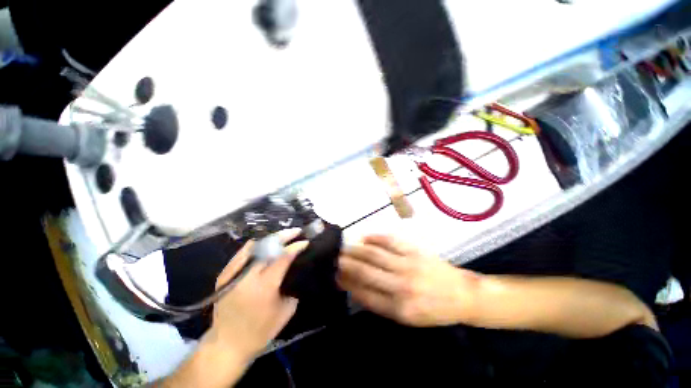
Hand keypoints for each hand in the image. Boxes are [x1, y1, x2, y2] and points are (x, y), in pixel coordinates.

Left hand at [204, 230, 307, 360]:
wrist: (227, 344)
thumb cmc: (260, 332)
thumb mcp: (286, 312)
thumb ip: (293, 287)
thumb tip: (297, 270)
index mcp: (265, 286)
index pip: (283, 257)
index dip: (295, 247)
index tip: (305, 242)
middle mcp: (248, 276)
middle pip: (269, 247)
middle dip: (285, 236)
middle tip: (297, 231)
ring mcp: (234, 273)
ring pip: (256, 246)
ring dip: (272, 239)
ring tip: (284, 235)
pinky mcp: (225, 275)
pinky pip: (243, 253)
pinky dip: (256, 245)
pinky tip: (265, 242)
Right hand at [337, 235, 480, 326]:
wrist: (462, 295)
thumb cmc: (433, 310)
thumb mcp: (408, 318)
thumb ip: (382, 304)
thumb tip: (357, 289)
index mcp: (399, 308)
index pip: (364, 293)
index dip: (347, 283)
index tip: (334, 276)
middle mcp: (401, 285)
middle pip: (366, 271)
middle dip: (346, 264)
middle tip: (332, 258)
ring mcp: (407, 264)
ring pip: (374, 254)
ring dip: (355, 250)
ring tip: (342, 246)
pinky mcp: (414, 250)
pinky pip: (390, 240)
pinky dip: (374, 237)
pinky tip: (363, 236)